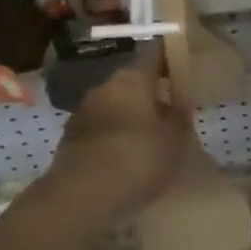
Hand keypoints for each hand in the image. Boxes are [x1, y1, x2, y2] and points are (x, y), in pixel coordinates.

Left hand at [38, 53, 191, 223]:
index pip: (154, 55)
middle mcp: (106, 85)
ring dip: (128, 115)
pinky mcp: (70, 136)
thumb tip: (180, 98)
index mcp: (134, 78)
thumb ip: (180, 114)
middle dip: (149, 92)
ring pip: (114, 104)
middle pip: (132, 81)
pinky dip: (111, 135)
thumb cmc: (139, 157)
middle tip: (167, 110)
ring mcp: (84, 109)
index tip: (181, 66)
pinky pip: (99, 127)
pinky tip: (122, 156)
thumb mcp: (175, 138)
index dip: (169, 59)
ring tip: (146, 138)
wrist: (83, 193)